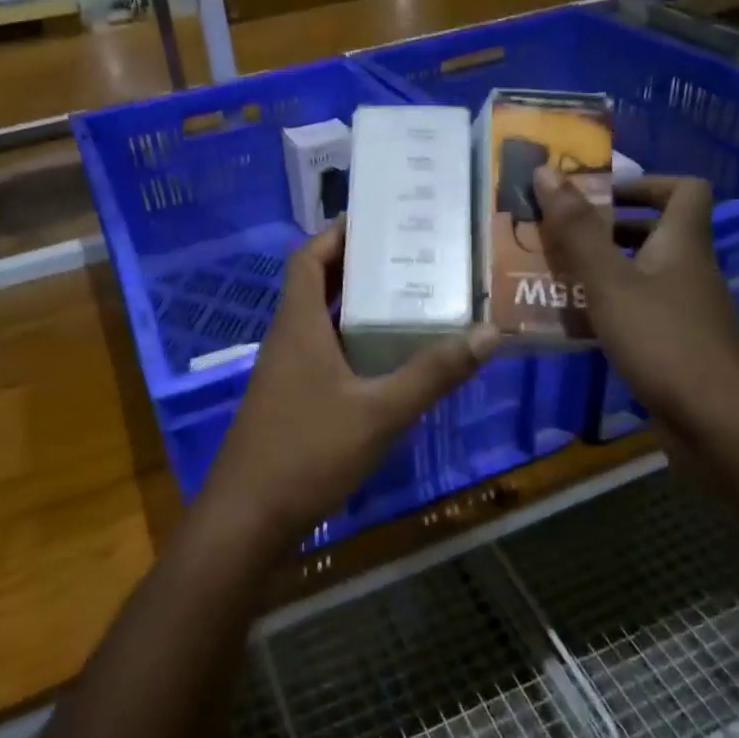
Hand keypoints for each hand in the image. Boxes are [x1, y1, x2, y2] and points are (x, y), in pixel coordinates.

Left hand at [198, 220, 499, 545]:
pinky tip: (387, 361)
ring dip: (356, 308)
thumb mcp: (380, 412)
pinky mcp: (288, 401)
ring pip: (321, 323)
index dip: (336, 233)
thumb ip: (433, 373)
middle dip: (358, 266)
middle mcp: (287, 339)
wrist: (248, 519)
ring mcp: (284, 373)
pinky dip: (351, 345)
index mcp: (298, 325)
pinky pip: (322, 355)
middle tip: (410, 255)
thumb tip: (490, 333)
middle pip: (317, 285)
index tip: (377, 218)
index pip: (308, 258)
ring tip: (409, 299)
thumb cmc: (308, 452)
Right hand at [532, 168, 738, 434]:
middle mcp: (689, 270)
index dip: (645, 183)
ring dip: (602, 270)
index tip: (600, 195)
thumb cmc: (662, 339)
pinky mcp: (677, 344)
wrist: (715, 421)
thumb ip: (576, 230)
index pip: (684, 189)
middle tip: (560, 235)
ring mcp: (686, 310)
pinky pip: (640, 309)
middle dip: (606, 229)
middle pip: (655, 232)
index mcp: (683, 243)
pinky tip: (575, 323)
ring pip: (643, 273)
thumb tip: (545, 171)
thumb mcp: (609, 281)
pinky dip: (609, 307)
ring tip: (554, 275)